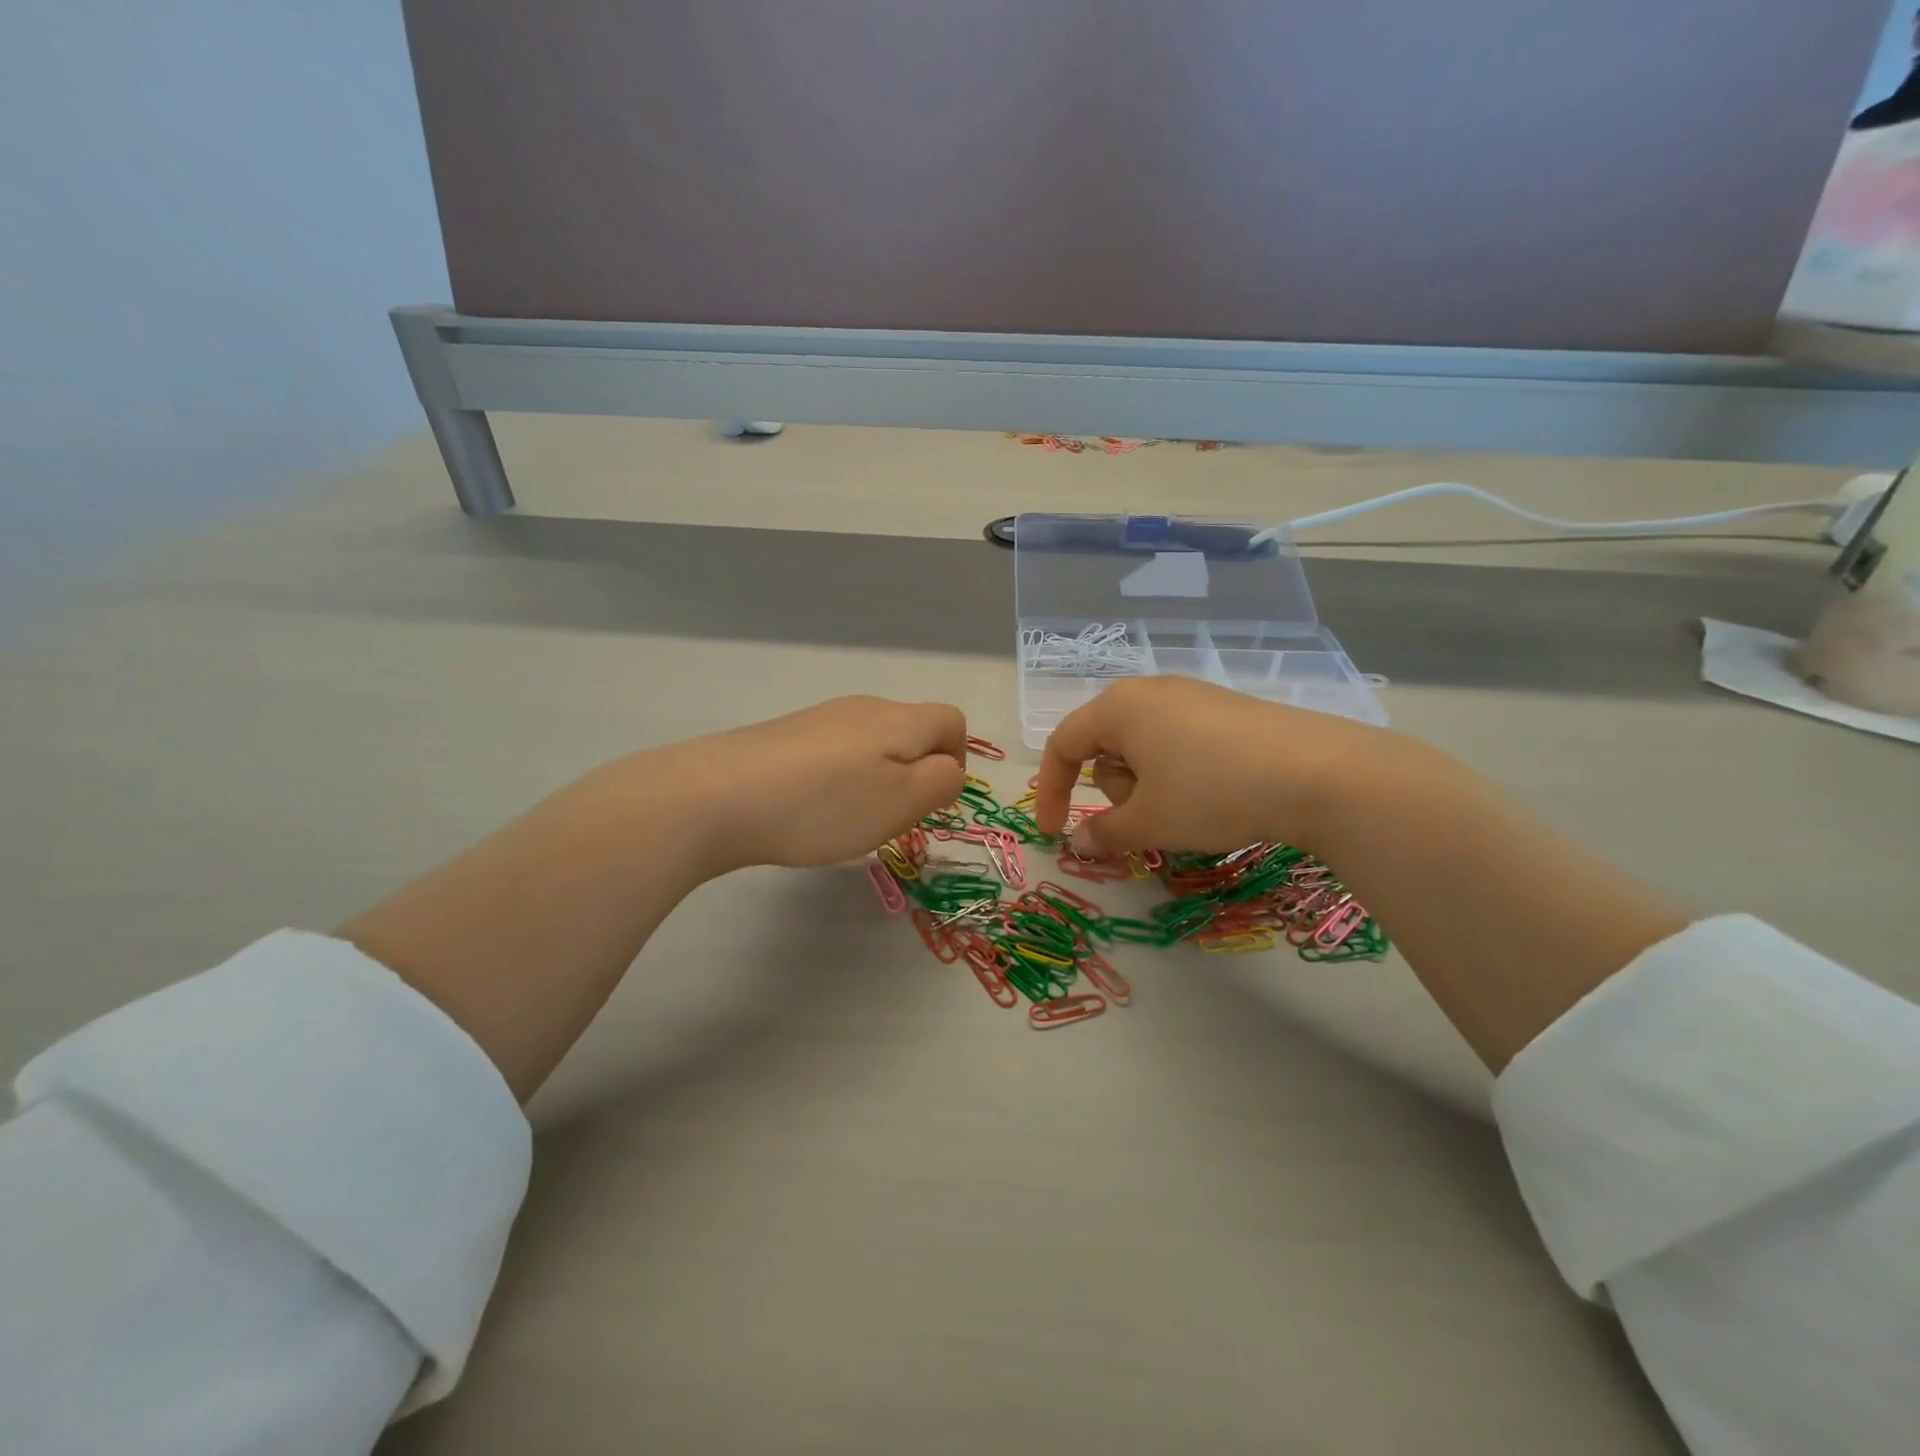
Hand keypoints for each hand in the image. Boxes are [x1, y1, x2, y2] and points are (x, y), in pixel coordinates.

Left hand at [659, 696, 967, 872]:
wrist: (718, 794)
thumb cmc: (826, 804)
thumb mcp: (902, 802)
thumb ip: (941, 782)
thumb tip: (949, 768)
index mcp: (900, 719)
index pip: (952, 722)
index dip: (956, 761)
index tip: (931, 802)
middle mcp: (864, 708)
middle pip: (911, 732)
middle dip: (914, 774)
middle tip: (890, 817)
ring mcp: (820, 718)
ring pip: (871, 744)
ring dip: (875, 778)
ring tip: (846, 818)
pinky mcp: (785, 735)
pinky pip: (832, 753)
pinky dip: (837, 780)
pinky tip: (809, 808)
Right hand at [1034, 677, 1416, 856]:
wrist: (1320, 774)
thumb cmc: (1212, 793)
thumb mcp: (1150, 822)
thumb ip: (1105, 833)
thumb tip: (1080, 843)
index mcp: (1119, 708)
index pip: (1063, 744)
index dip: (1052, 791)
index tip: (1057, 832)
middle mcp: (1151, 691)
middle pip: (1105, 745)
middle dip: (1115, 790)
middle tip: (1147, 819)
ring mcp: (1194, 696)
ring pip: (1144, 746)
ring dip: (1148, 785)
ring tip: (1187, 809)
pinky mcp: (1229, 710)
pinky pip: (1181, 742)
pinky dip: (1179, 774)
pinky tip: (1216, 795)